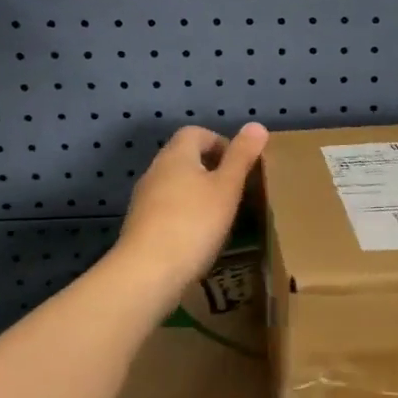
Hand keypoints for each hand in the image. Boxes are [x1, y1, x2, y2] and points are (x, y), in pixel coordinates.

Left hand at [116, 123, 269, 299]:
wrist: (148, 273)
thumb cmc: (194, 223)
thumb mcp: (227, 188)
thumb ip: (242, 156)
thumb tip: (256, 125)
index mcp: (176, 156)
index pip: (196, 132)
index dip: (220, 142)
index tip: (240, 166)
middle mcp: (155, 171)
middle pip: (185, 158)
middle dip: (212, 169)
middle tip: (236, 191)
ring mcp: (144, 200)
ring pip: (176, 185)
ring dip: (198, 193)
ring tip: (222, 215)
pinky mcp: (141, 226)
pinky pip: (168, 209)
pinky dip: (186, 215)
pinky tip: (200, 237)